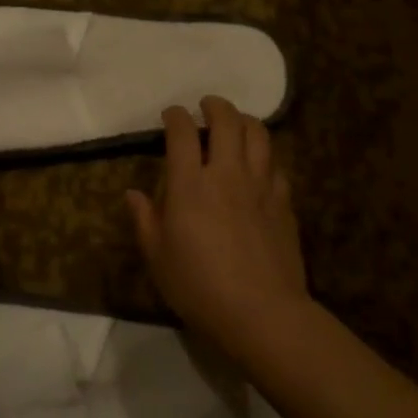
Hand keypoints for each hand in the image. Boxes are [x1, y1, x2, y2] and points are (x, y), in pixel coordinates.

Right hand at [126, 97, 311, 360]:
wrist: (262, 312)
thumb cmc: (199, 287)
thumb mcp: (158, 258)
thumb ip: (144, 220)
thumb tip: (133, 194)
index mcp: (190, 185)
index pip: (182, 134)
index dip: (175, 117)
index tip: (171, 114)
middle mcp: (227, 174)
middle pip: (227, 121)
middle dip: (215, 106)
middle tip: (207, 106)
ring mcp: (260, 185)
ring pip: (259, 134)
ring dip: (245, 120)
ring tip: (236, 122)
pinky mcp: (283, 202)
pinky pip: (276, 165)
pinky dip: (265, 155)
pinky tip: (259, 163)